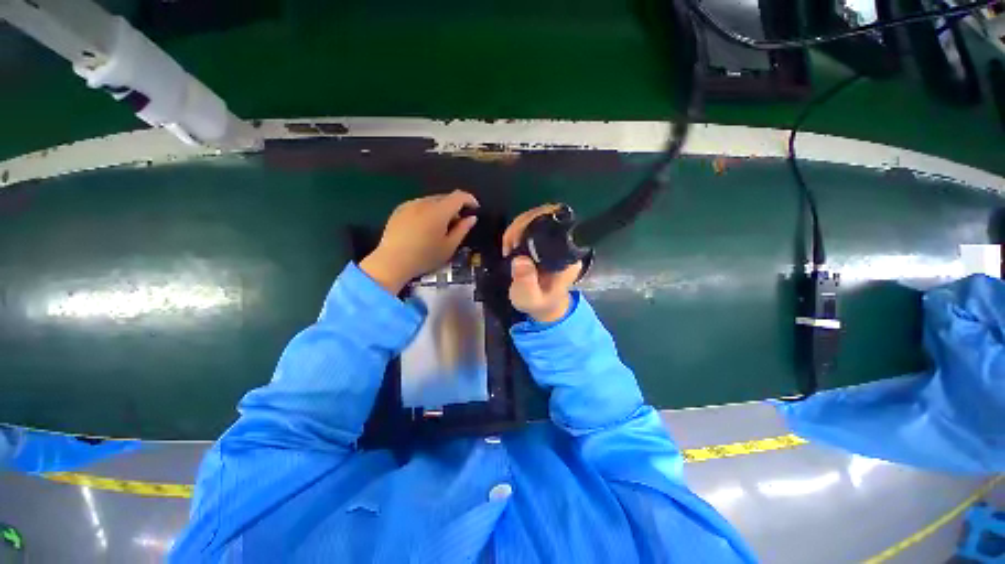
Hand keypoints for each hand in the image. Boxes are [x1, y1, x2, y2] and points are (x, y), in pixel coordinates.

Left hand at [360, 191, 478, 293]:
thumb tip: (471, 218)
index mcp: (439, 211)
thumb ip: (462, 230)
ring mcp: (410, 204)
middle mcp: (424, 202)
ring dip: (441, 209)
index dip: (470, 200)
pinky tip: (424, 227)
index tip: (475, 209)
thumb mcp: (449, 247)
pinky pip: (419, 205)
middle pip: (445, 197)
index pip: (459, 196)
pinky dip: (427, 211)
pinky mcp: (399, 210)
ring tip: (440, 227)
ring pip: (432, 201)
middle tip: (458, 223)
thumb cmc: (425, 257)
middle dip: (455, 207)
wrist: (392, 262)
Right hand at [502, 205, 581, 322]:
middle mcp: (565, 243)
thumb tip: (520, 259)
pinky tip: (510, 245)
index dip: (534, 224)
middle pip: (546, 215)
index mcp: (568, 256)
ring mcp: (555, 240)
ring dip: (518, 227)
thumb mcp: (530, 298)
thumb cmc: (539, 303)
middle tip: (509, 245)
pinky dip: (517, 230)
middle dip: (522, 225)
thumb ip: (526, 283)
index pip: (557, 225)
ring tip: (508, 247)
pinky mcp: (545, 240)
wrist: (545, 306)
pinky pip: (532, 225)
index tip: (516, 241)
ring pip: (538, 217)